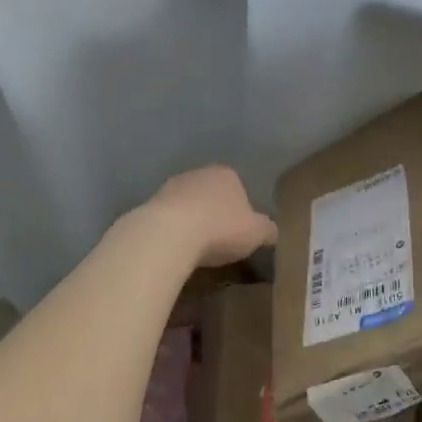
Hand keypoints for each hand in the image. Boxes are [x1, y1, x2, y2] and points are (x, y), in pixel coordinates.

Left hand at [143, 165, 277, 265]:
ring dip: (192, 221)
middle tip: (219, 241)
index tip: (240, 232)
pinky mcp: (150, 204)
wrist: (170, 234)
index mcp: (226, 174)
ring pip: (188, 204)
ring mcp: (171, 186)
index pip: (238, 187)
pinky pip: (169, 218)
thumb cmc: (220, 228)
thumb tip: (272, 231)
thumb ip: (267, 229)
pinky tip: (176, 249)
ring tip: (196, 249)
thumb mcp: (256, 233)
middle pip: (211, 194)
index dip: (241, 210)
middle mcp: (198, 173)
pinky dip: (174, 231)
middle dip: (215, 213)